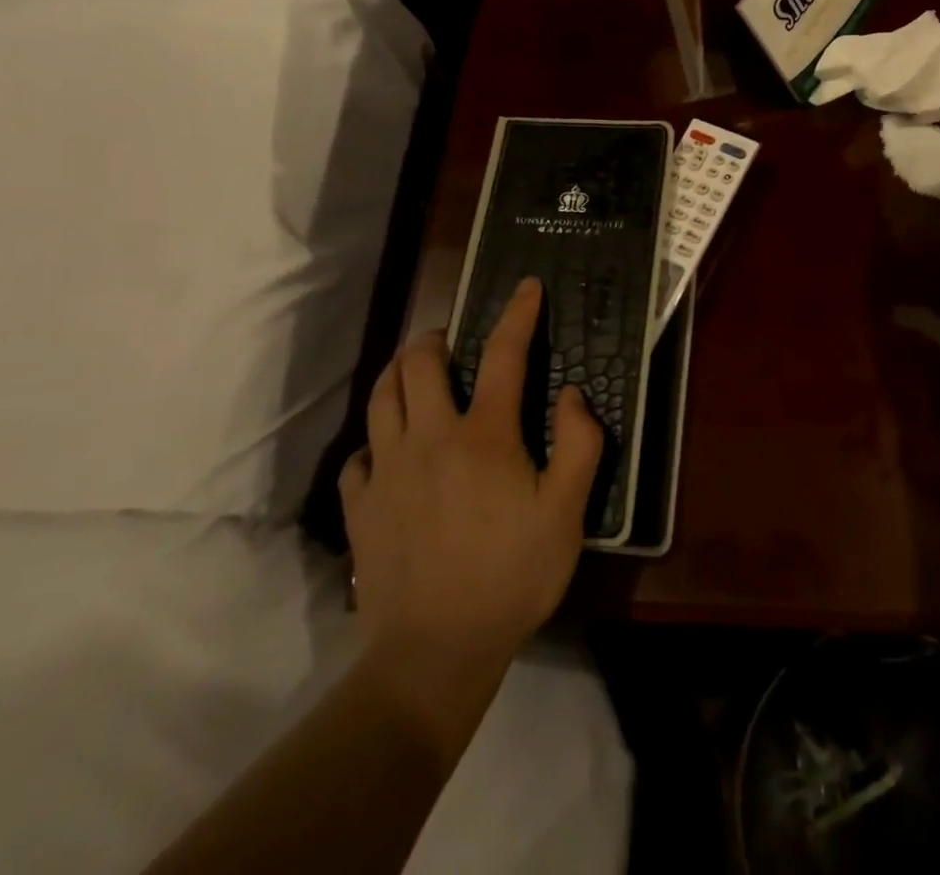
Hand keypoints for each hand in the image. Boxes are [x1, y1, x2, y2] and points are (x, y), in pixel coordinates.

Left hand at [338, 278, 603, 671]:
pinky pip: (360, 453)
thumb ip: (579, 444)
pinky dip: (376, 439)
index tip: (526, 287)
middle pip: (418, 362)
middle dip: (436, 337)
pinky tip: (390, 451)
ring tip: (417, 374)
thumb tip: (570, 394)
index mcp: (484, 434)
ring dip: (399, 372)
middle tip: (453, 343)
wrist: (434, 653)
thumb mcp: (568, 513)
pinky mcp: (360, 505)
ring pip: (381, 396)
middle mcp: (429, 437)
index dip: (517, 314)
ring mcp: (387, 470)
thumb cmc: (512, 576)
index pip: (501, 354)